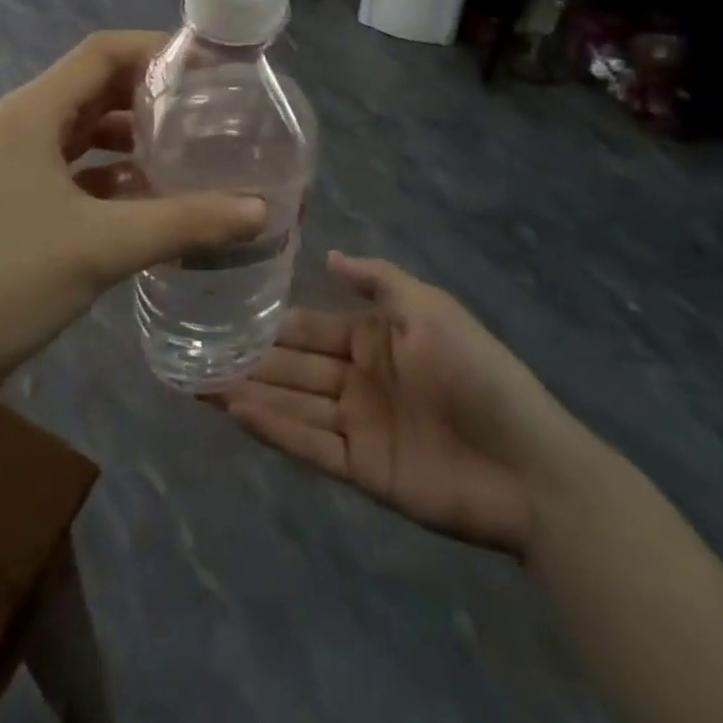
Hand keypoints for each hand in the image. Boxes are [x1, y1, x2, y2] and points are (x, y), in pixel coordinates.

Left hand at [0, 31, 265, 397]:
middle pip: (94, 86)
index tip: (207, 66)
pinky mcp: (17, 196)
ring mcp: (14, 162)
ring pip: (84, 129)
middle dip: (149, 93)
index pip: (100, 53)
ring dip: (131, 134)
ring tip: (186, 150)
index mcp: (32, 113)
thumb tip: (260, 210)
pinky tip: (148, 195)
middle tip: (207, 108)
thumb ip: (186, 222)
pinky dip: (110, 170)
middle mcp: (21, 125)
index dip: (154, 49)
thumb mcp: (105, 246)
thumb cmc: (10, 280)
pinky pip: (73, 166)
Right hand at [214, 253, 577, 556]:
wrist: (528, 464)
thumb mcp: (429, 308)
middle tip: (194, 352)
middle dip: (248, 359)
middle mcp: (358, 379)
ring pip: (292, 404)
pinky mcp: (361, 469)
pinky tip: (237, 412)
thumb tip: (330, 254)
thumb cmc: (476, 371)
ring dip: (250, 393)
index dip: (270, 323)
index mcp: (373, 339)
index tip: (224, 313)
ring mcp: (358, 425)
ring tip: (200, 383)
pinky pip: (310, 444)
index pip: (309, 327)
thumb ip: (379, 280)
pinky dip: (274, 428)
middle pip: (293, 366)